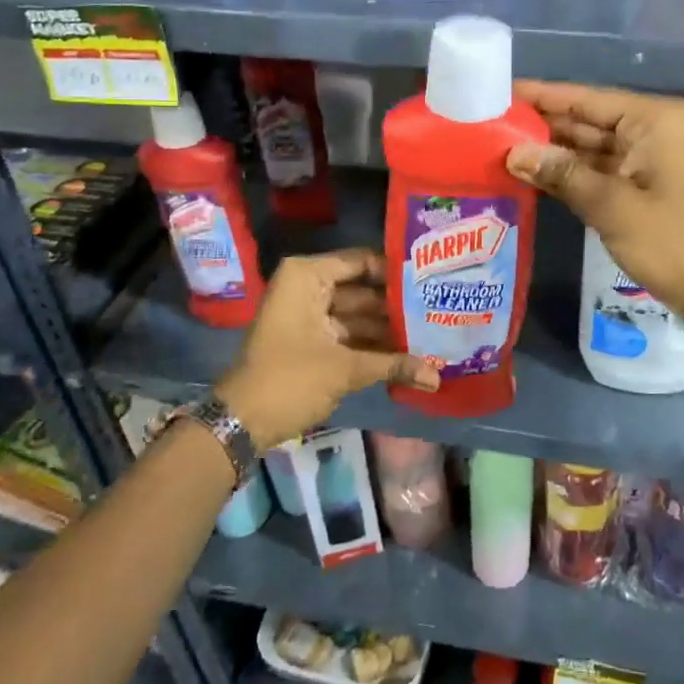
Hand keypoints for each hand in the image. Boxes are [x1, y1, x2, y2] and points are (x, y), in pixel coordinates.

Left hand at [216, 248, 438, 450]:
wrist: (242, 422)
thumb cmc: (290, 380)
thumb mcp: (345, 369)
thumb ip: (394, 365)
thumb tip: (437, 377)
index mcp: (308, 276)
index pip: (362, 262)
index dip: (397, 272)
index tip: (434, 279)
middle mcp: (308, 287)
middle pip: (364, 289)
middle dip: (398, 305)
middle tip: (441, 309)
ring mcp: (309, 314)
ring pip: (359, 315)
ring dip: (390, 329)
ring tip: (435, 333)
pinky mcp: (312, 340)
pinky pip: (349, 334)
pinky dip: (373, 345)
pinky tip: (410, 354)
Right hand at [506, 81, 683, 349]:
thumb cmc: (678, 243)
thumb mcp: (615, 207)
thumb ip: (563, 175)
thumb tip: (514, 153)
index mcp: (651, 120)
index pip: (584, 99)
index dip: (540, 96)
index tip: (496, 93)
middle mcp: (648, 131)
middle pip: (584, 121)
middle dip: (539, 125)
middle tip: (484, 126)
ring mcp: (645, 161)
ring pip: (587, 148)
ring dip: (549, 153)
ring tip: (495, 149)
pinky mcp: (641, 189)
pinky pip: (596, 173)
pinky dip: (567, 176)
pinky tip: (528, 178)